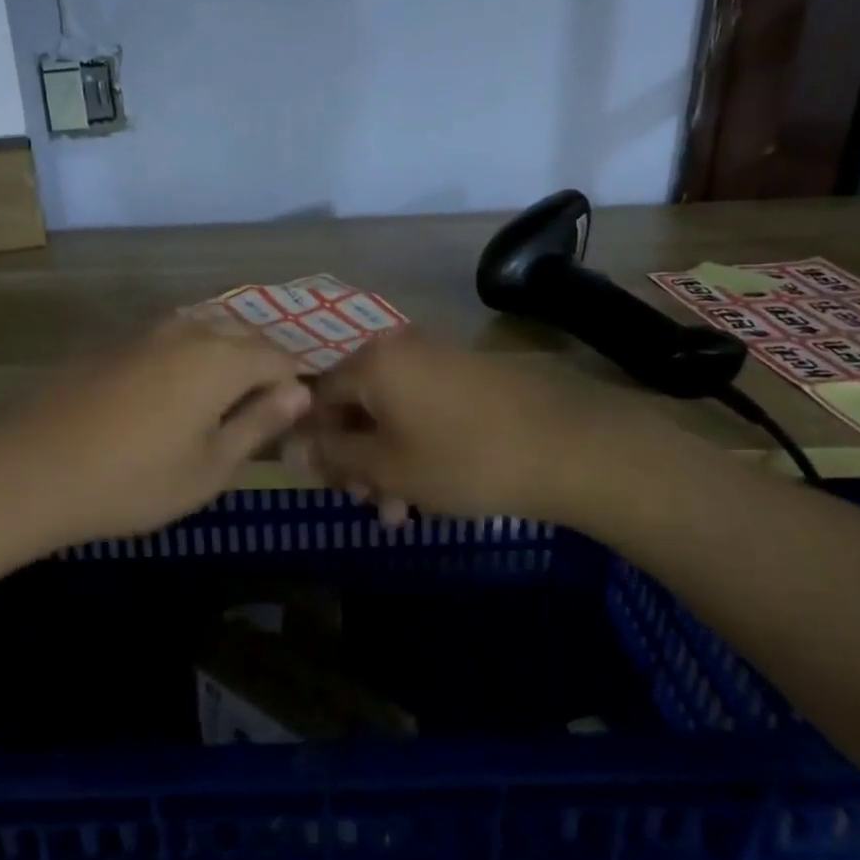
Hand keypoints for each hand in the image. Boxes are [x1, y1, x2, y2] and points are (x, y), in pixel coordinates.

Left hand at [0, 317, 312, 550]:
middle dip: (262, 365)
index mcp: (221, 359)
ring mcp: (148, 331)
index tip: (289, 419)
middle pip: (244, 335)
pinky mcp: (116, 341)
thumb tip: (299, 392)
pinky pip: (171, 336)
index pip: (279, 357)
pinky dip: (189, 354)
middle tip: (259, 410)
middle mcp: (190, 331)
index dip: (293, 384)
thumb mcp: (211, 467)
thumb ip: (259, 423)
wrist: (35, 469)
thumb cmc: (135, 480)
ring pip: (206, 328)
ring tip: (220, 398)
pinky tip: (172, 390)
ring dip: (225, 354)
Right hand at [288, 330, 703, 526]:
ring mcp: (438, 358)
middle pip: (355, 404)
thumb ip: (334, 455)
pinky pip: (424, 406)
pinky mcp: (470, 374)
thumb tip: (290, 447)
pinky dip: (417, 443)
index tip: (326, 483)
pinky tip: (432, 486)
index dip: (314, 443)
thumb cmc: (463, 458)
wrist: (570, 444)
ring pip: (391, 411)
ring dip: (387, 459)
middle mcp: (399, 348)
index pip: (316, 397)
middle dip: (356, 458)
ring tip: (402, 511)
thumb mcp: (388, 466)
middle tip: (369, 504)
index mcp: (371, 362)